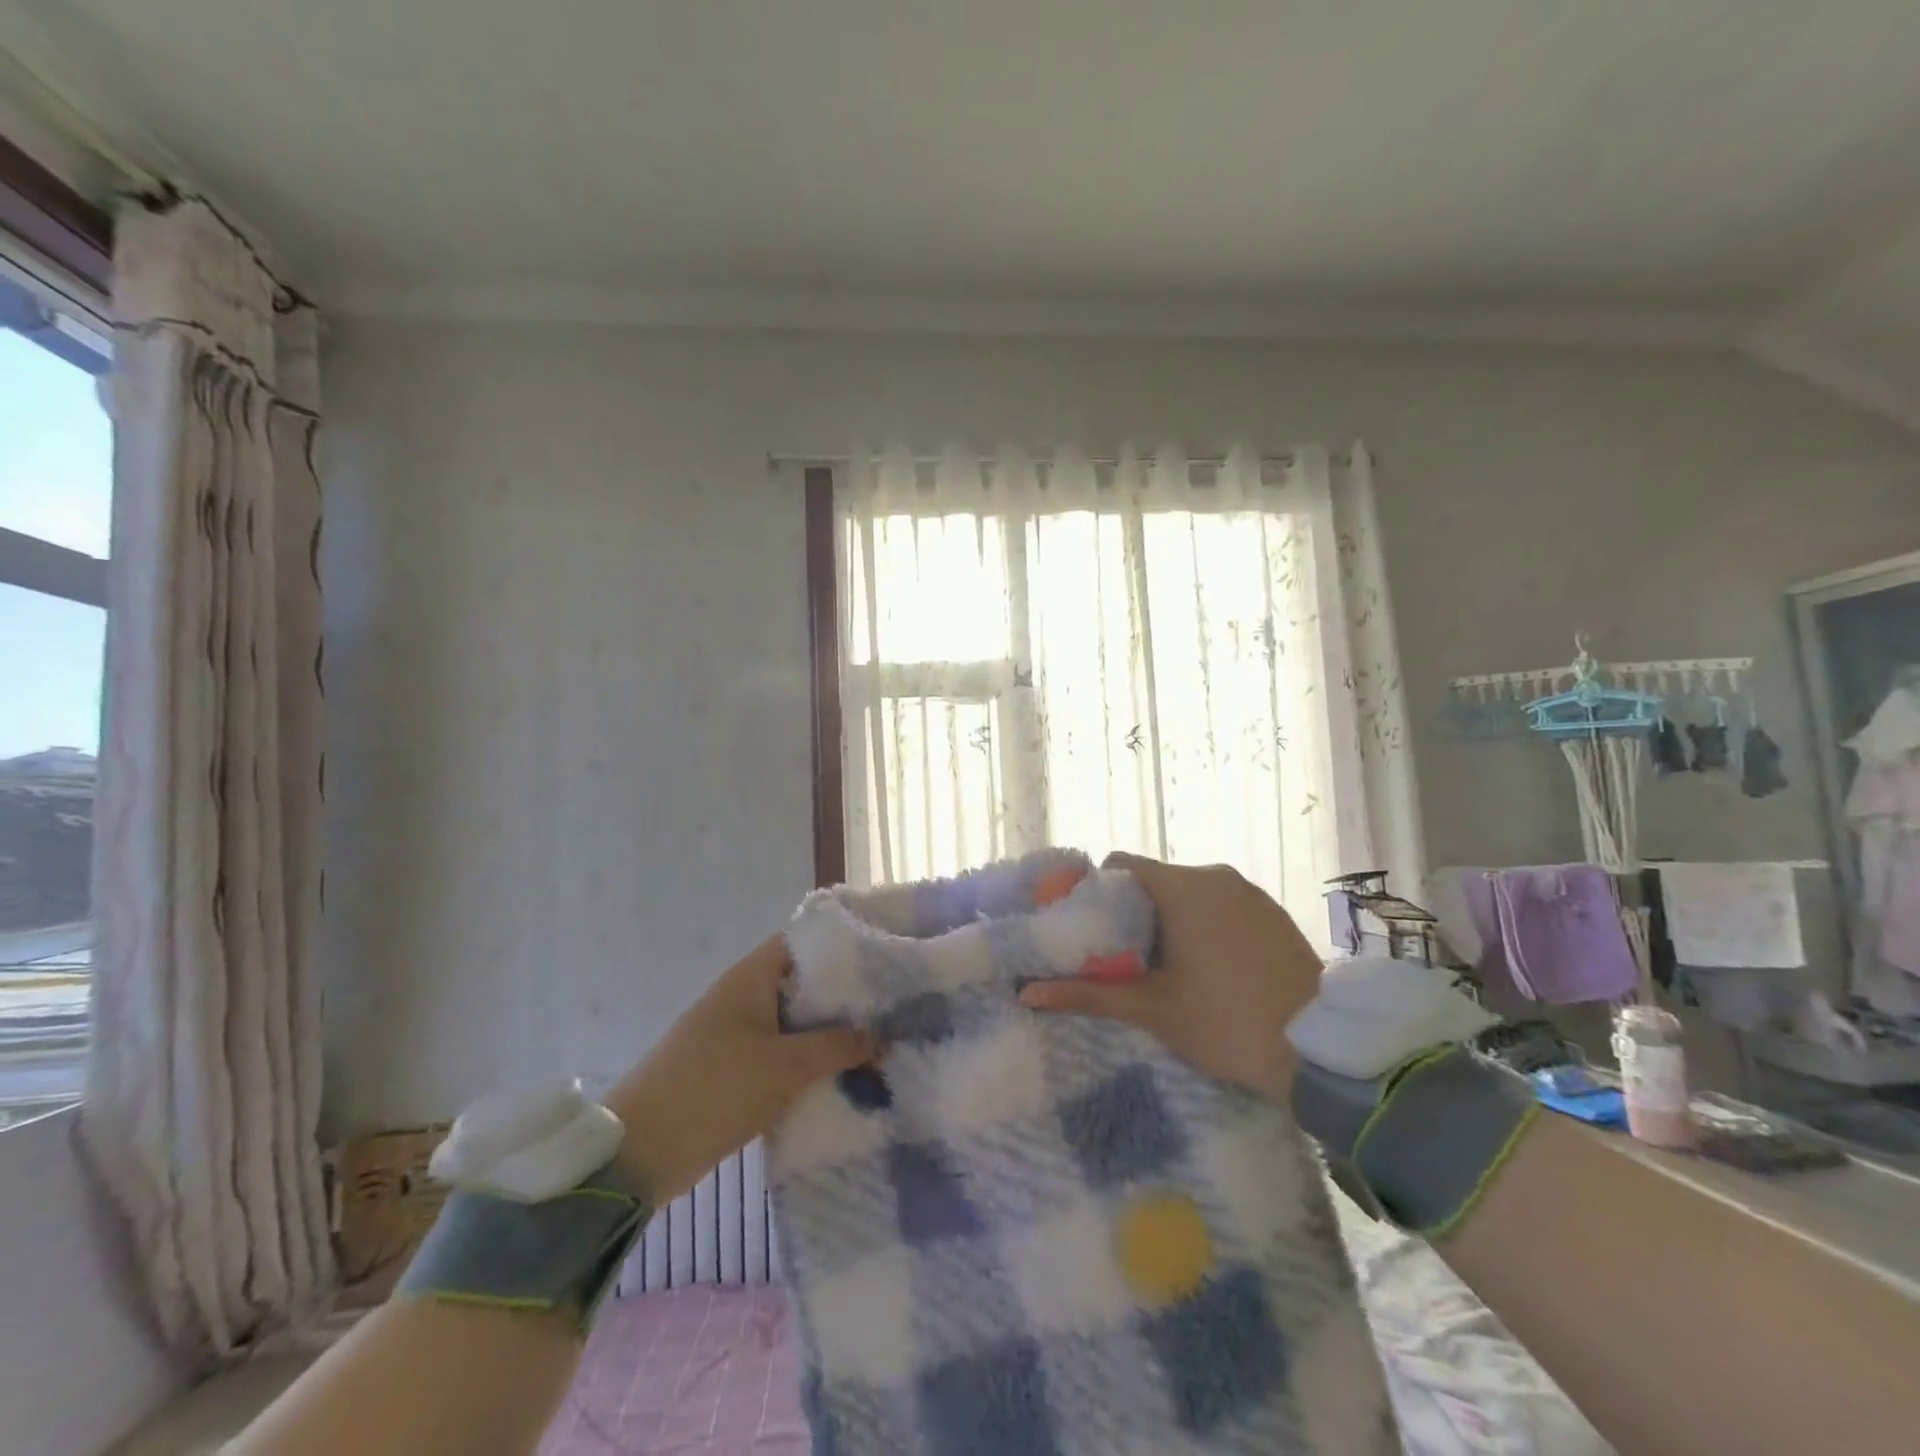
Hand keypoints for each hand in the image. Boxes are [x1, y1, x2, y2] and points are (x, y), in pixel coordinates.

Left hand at [603, 936, 873, 1203]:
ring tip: (877, 1041)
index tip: (882, 957)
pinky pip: (780, 1053)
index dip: (842, 944)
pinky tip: (841, 1075)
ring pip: (793, 1022)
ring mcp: (736, 1033)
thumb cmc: (714, 1090)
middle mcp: (743, 996)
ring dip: (827, 1034)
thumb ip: (838, 1048)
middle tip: (890, 1006)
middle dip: (843, 997)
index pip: (804, 941)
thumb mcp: (786, 1067)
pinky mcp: (732, 1068)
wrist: (640, 1154)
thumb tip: (882, 1039)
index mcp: (750, 977)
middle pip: (802, 983)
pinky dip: (807, 1061)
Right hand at [1018, 854, 1322, 1101]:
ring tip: (1164, 965)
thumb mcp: (1151, 1009)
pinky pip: (1223, 903)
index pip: (1120, 864)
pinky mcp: (1273, 910)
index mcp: (1181, 887)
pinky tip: (1209, 965)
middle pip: (1154, 878)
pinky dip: (1205, 922)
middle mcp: (1214, 875)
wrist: (1320, 1049)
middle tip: (1121, 955)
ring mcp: (1249, 891)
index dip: (1097, 890)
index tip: (1089, 926)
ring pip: (1190, 891)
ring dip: (1170, 917)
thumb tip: (1026, 993)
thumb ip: (1087, 994)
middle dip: (1133, 910)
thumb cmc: (1225, 1022)